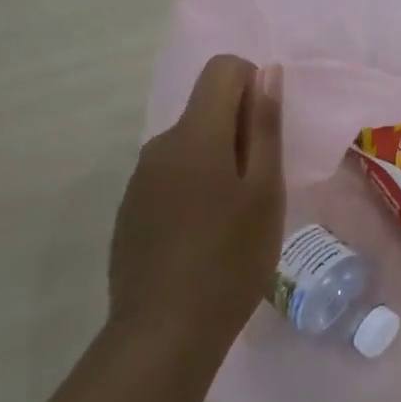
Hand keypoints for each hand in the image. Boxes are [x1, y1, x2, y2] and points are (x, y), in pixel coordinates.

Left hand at [108, 55, 284, 354]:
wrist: (165, 332)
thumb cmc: (231, 258)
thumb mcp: (264, 191)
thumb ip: (264, 126)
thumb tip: (266, 71)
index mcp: (195, 134)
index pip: (222, 69)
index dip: (253, 84)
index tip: (269, 132)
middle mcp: (160, 145)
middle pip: (206, 109)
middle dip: (239, 131)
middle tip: (262, 187)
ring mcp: (140, 179)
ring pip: (190, 145)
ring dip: (218, 162)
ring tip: (236, 217)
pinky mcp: (131, 209)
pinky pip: (171, 176)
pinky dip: (195, 188)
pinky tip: (204, 236)